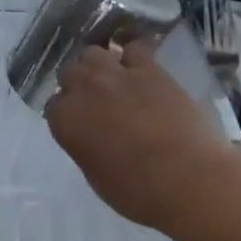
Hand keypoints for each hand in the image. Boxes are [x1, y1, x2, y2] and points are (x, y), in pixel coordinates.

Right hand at [44, 40, 231, 231]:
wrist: (187, 179)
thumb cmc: (138, 192)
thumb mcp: (96, 175)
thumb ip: (85, 145)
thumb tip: (90, 135)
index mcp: (66, 120)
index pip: (53, 106)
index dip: (66, 113)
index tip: (78, 123)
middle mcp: (84, 89)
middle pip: (70, 72)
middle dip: (78, 84)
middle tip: (95, 101)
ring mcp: (116, 74)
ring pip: (93, 53)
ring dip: (98, 65)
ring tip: (112, 80)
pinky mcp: (149, 68)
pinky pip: (134, 48)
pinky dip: (133, 55)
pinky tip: (139, 66)